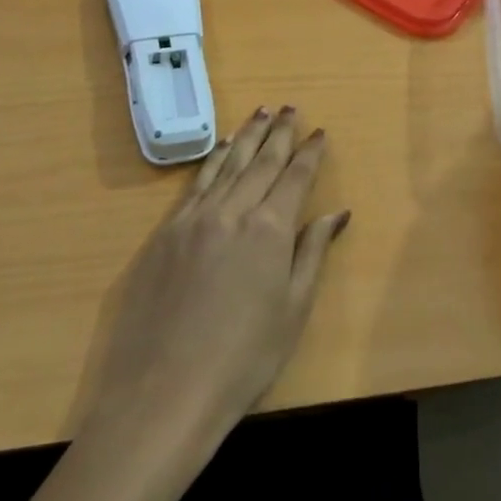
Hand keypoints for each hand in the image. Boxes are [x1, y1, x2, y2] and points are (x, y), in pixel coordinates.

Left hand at [80, 106, 349, 459]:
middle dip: (279, 132)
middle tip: (290, 108)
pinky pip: (196, 183)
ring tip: (260, 112)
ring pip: (226, 163)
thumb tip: (336, 213)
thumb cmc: (243, 360)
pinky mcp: (165, 232)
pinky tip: (221, 148)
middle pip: (261, 160)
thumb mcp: (293, 310)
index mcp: (269, 229)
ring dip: (246, 135)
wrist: (164, 392)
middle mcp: (232, 210)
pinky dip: (213, 159)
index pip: (294, 177)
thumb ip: (312, 253)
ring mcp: (194, 218)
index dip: (309, 153)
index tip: (320, 132)